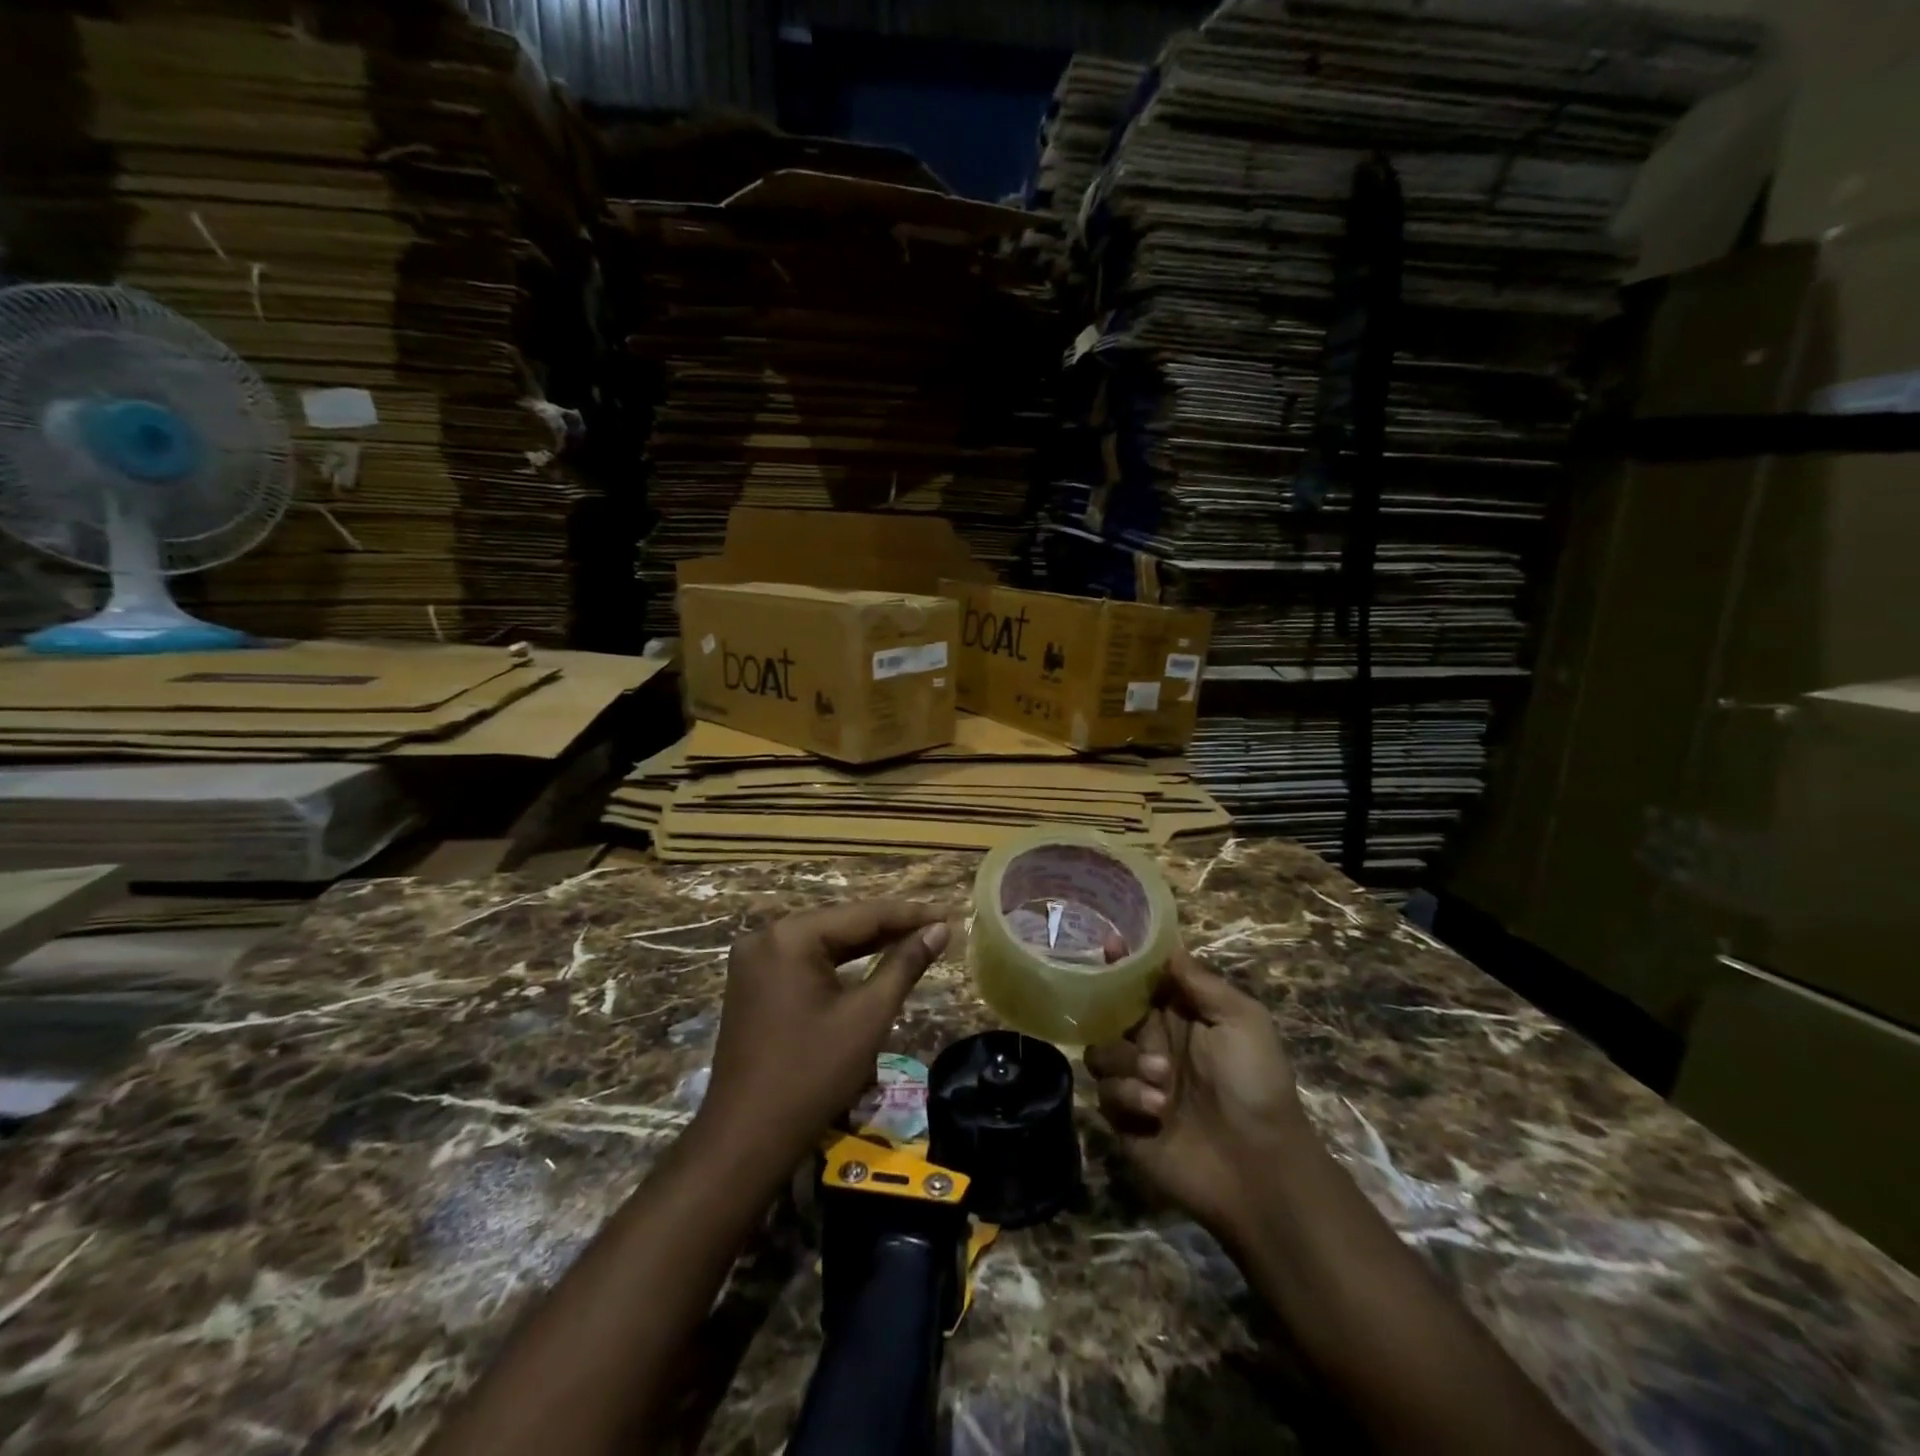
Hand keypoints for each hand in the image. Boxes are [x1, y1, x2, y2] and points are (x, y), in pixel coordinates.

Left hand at [697, 900, 951, 1167]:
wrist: (745, 1139)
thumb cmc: (812, 1076)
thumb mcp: (868, 1016)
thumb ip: (904, 965)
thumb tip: (940, 930)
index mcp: (791, 937)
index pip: (862, 914)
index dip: (910, 915)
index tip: (948, 914)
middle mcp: (766, 936)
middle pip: (841, 923)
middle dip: (889, 928)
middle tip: (936, 928)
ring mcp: (754, 960)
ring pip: (823, 941)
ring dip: (867, 944)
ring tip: (914, 940)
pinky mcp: (752, 982)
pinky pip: (805, 960)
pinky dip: (839, 963)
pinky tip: (871, 961)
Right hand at [1085, 945, 1311, 1244]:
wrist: (1261, 1168)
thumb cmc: (1256, 1084)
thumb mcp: (1242, 1020)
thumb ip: (1201, 982)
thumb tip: (1167, 947)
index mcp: (1178, 1016)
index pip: (1140, 980)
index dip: (1123, 962)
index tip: (1110, 946)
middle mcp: (1151, 1043)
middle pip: (1108, 1011)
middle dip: (1115, 1015)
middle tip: (1141, 1031)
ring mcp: (1135, 1080)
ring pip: (1100, 1051)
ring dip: (1126, 1062)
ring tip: (1162, 1081)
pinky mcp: (1124, 1118)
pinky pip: (1104, 1092)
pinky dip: (1128, 1095)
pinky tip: (1158, 1110)